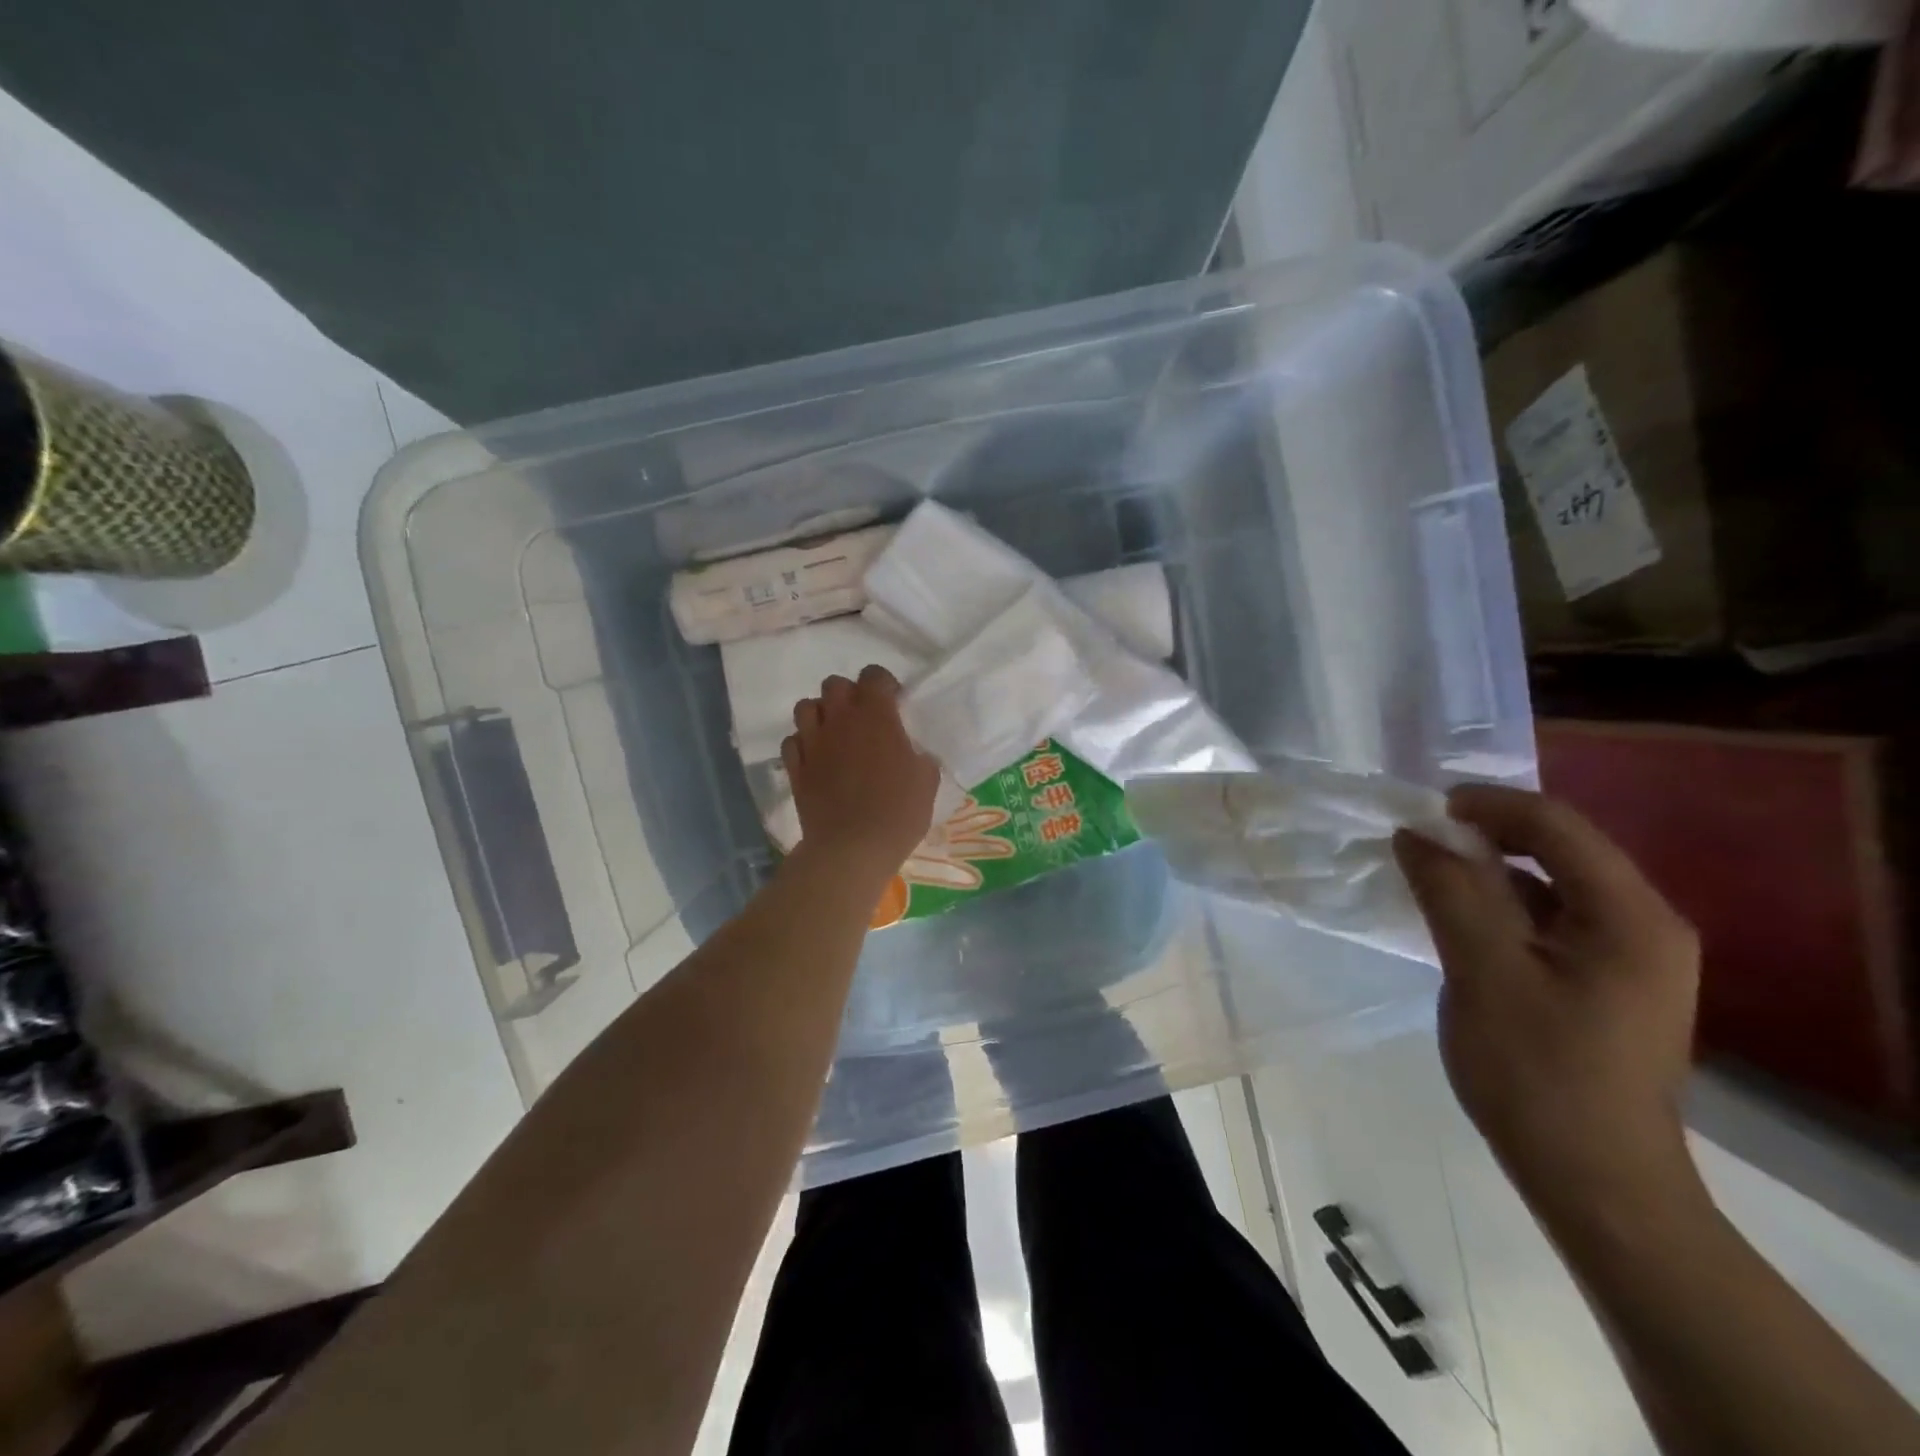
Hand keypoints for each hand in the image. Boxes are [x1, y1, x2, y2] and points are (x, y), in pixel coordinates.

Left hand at [782, 666, 939, 883]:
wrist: (852, 848)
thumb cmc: (898, 812)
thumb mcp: (927, 781)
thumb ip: (919, 756)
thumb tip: (912, 753)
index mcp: (876, 715)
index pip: (874, 675)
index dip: (884, 684)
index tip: (894, 703)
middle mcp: (839, 719)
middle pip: (834, 684)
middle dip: (849, 694)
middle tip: (863, 719)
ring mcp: (812, 742)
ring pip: (806, 707)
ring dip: (821, 714)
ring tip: (835, 734)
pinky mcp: (795, 768)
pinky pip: (792, 741)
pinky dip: (803, 744)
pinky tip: (816, 758)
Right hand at [1393, 785, 1702, 1221]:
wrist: (1595, 1183)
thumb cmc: (1538, 1074)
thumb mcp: (1481, 972)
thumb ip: (1449, 892)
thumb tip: (1414, 833)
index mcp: (1631, 917)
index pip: (1557, 826)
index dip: (1487, 805)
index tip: (1421, 810)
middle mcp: (1645, 925)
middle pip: (1560, 849)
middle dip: (1486, 835)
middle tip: (1418, 840)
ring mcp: (1631, 957)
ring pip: (1552, 885)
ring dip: (1490, 870)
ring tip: (1429, 873)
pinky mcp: (1607, 982)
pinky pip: (1550, 920)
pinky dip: (1502, 906)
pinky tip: (1460, 919)